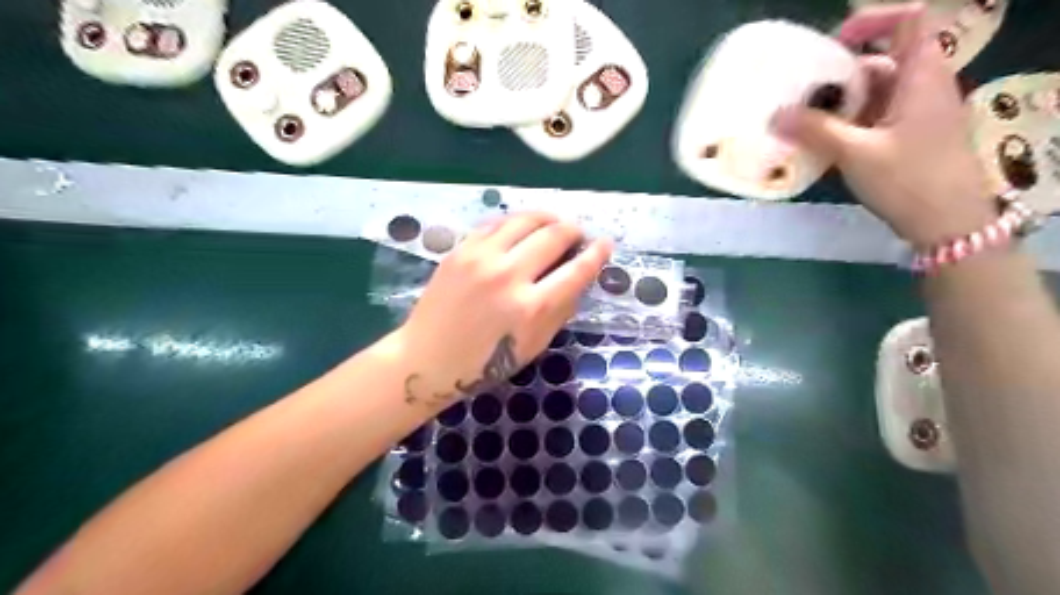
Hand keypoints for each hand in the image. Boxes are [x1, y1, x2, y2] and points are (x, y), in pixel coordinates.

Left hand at [398, 213, 613, 410]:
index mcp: (531, 308)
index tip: (605, 244)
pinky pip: (496, 224)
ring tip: (554, 224)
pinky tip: (522, 229)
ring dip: (548, 218)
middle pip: (554, 235)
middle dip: (574, 230)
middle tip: (578, 234)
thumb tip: (579, 278)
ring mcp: (481, 258)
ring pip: (525, 220)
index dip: (597, 254)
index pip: (577, 270)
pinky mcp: (460, 250)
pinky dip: (516, 222)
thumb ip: (560, 310)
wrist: (427, 359)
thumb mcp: (533, 345)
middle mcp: (509, 276)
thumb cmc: (484, 363)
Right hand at [776, 2, 998, 246]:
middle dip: (837, 75)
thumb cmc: (908, 179)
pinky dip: (846, 125)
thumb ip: (815, 130)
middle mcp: (921, 87)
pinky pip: (872, 119)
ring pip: (872, 95)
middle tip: (799, 95)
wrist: (948, 223)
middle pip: (879, 62)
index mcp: (921, 75)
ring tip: (801, 123)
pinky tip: (820, 144)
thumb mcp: (857, 153)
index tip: (830, 47)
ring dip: (837, 105)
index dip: (870, 22)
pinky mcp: (907, 138)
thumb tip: (775, 115)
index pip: (907, 21)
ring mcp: (915, 114)